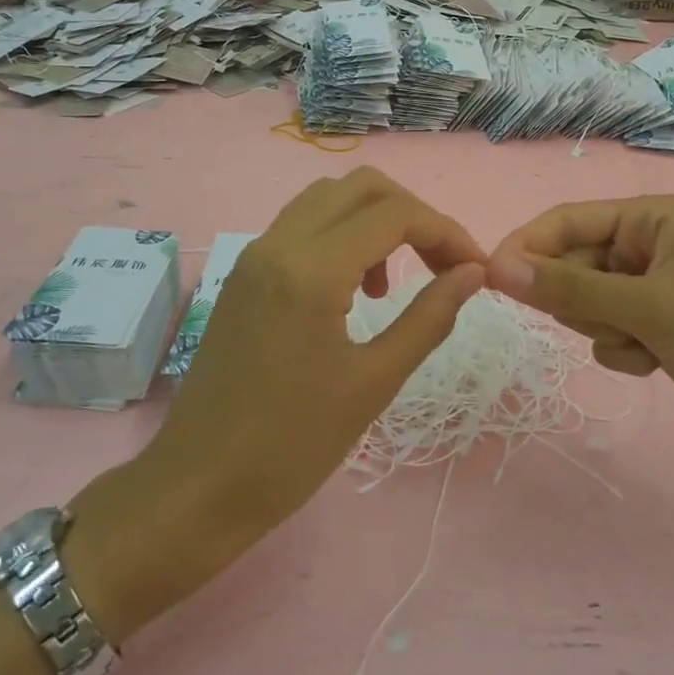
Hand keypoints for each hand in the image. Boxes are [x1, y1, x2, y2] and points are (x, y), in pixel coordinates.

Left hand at [71, 170, 485, 637]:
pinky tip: (352, 290)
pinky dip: (340, 235)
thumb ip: (429, 317)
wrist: (198, 487)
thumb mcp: (374, 382)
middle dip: (412, 215)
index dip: (446, 232)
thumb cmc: (292, 445)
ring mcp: (255, 256)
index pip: (395, 214)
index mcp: (312, 270)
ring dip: (374, 221)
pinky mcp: (244, 275)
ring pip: (327, 199)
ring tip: (393, 283)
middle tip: (441, 264)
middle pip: (361, 187)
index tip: (475, 268)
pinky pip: (301, 226)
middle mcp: (279, 244)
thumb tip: (472, 273)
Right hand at [486, 195, 673, 456]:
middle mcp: (645, 243)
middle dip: (583, 301)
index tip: (489, 279)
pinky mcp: (655, 323)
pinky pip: (607, 330)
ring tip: (647, 342)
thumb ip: (568, 286)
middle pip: (572, 264)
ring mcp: (650, 285)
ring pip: (585, 302)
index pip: (566, 221)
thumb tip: (495, 267)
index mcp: (648, 217)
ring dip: (605, 329)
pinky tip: (658, 361)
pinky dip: (624, 349)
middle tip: (615, 322)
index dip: (527, 246)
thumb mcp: (645, 306)